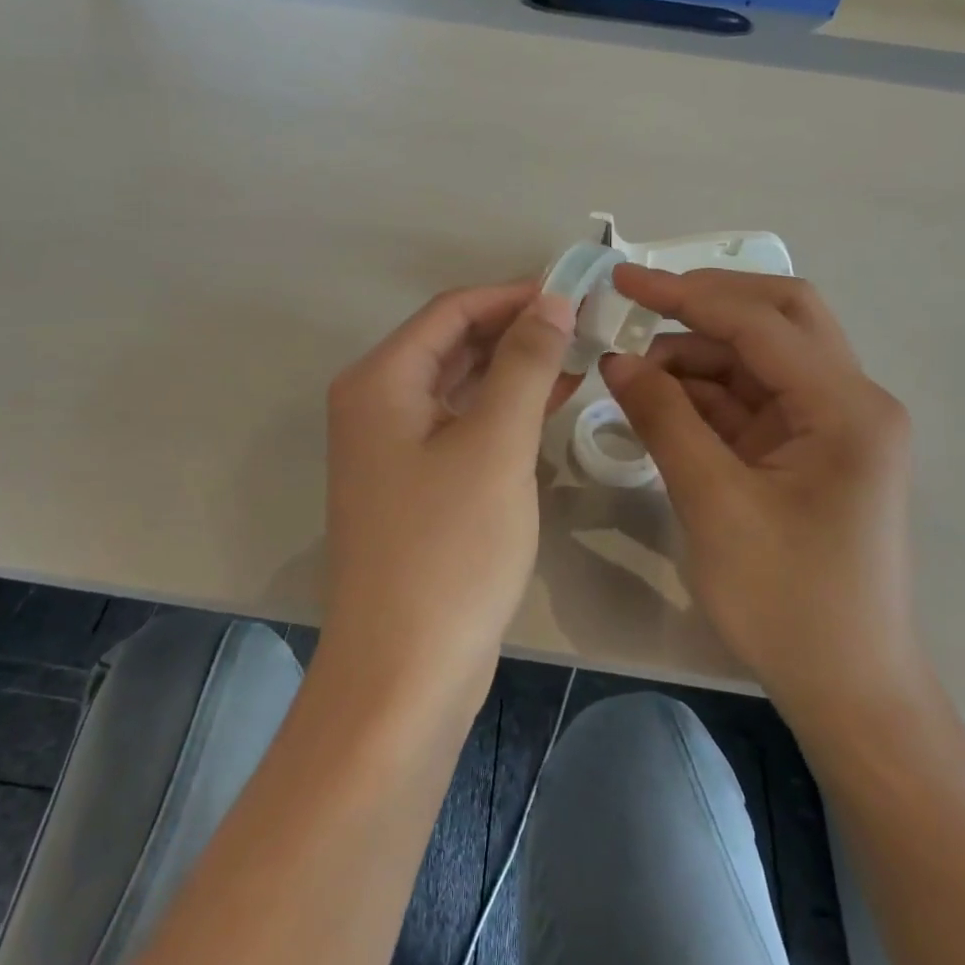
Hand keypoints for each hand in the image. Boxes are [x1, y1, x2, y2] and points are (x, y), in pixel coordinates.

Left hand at [321, 282, 576, 706]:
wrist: (404, 673)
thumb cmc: (449, 550)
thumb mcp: (495, 445)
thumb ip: (524, 364)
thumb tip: (551, 301)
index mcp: (380, 381)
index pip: (452, 310)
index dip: (514, 294)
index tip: (576, 291)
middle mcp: (377, 404)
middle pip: (453, 343)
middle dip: (518, 329)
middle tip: (587, 323)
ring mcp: (393, 448)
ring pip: (461, 385)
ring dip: (516, 368)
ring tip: (581, 354)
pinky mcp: (415, 485)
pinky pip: (463, 425)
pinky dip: (505, 410)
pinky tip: (554, 402)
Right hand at [600, 266, 922, 738]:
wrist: (848, 690)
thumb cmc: (787, 602)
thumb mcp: (713, 503)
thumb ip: (664, 419)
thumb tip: (616, 358)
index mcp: (846, 408)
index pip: (761, 322)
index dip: (688, 294)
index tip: (624, 280)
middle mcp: (850, 402)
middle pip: (779, 317)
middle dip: (706, 303)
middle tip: (641, 303)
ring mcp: (832, 425)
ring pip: (762, 356)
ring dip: (700, 352)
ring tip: (635, 369)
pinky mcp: (809, 450)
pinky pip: (754, 398)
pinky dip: (707, 392)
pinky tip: (660, 399)